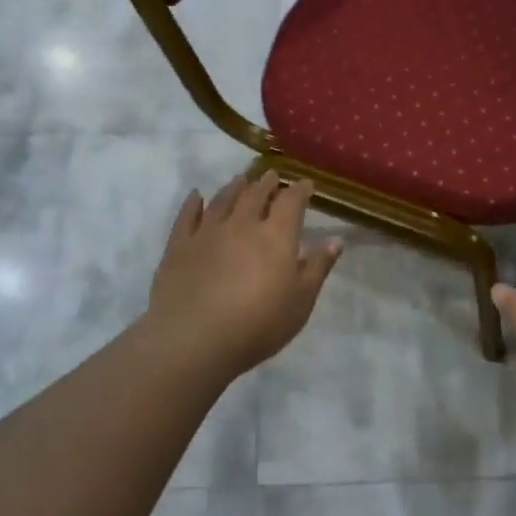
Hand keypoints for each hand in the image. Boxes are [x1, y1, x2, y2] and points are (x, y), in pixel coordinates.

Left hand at [144, 170, 341, 379]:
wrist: (194, 339)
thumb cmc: (258, 324)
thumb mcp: (301, 301)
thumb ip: (317, 267)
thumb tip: (335, 240)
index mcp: (276, 236)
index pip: (291, 202)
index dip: (300, 190)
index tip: (306, 184)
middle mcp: (242, 224)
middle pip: (256, 195)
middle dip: (266, 183)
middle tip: (272, 176)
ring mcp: (207, 232)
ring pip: (223, 200)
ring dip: (234, 187)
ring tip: (241, 180)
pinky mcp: (179, 246)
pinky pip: (187, 216)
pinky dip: (193, 203)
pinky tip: (195, 196)